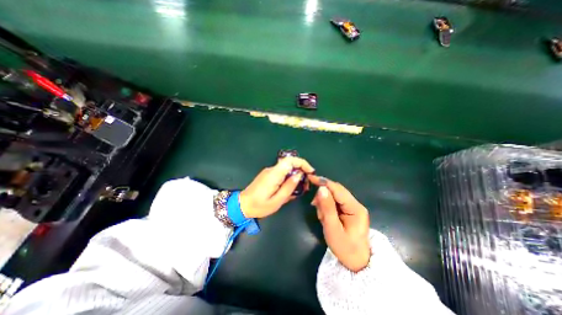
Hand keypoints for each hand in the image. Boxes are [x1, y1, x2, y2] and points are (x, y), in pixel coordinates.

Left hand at [239, 155, 314, 218]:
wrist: (242, 205)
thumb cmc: (259, 205)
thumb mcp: (277, 200)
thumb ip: (289, 187)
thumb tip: (299, 175)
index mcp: (274, 174)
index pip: (290, 160)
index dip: (302, 163)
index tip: (310, 171)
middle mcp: (272, 170)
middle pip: (289, 163)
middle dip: (301, 170)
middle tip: (306, 183)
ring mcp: (269, 172)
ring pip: (286, 168)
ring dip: (295, 175)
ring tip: (301, 187)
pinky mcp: (268, 175)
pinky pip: (281, 173)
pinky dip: (289, 177)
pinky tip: (291, 188)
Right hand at [310, 175, 371, 271]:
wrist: (357, 262)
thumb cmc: (345, 248)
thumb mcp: (333, 229)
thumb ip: (327, 208)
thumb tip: (321, 189)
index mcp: (355, 208)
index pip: (338, 189)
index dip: (324, 182)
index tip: (310, 177)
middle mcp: (355, 204)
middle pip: (336, 191)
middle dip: (323, 196)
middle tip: (315, 207)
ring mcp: (352, 207)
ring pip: (334, 196)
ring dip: (324, 203)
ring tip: (323, 218)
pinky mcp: (348, 210)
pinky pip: (334, 202)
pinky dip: (327, 207)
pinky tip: (325, 217)